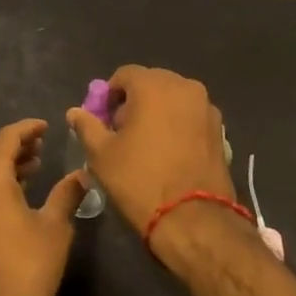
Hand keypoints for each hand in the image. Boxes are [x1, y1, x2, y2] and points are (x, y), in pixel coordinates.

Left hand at [0, 119, 85, 295]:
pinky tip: (13, 197)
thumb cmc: (25, 268)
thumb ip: (66, 194)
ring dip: (4, 166)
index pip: (6, 137)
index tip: (46, 126)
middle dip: (15, 146)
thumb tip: (81, 174)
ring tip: (32, 168)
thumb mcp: (54, 228)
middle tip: (41, 146)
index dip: (27, 128)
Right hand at [66, 66, 234, 231]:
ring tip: (147, 145)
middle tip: (123, 133)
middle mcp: (184, 86)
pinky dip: (178, 125)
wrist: (194, 219)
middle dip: (135, 102)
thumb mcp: (102, 154)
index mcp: (154, 85)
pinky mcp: (220, 130)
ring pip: (174, 100)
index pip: (124, 75)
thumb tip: (75, 112)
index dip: (109, 96)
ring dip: (158, 112)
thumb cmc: (140, 180)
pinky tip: (170, 153)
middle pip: (151, 84)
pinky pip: (191, 117)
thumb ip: (87, 126)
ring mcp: (206, 108)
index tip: (104, 121)